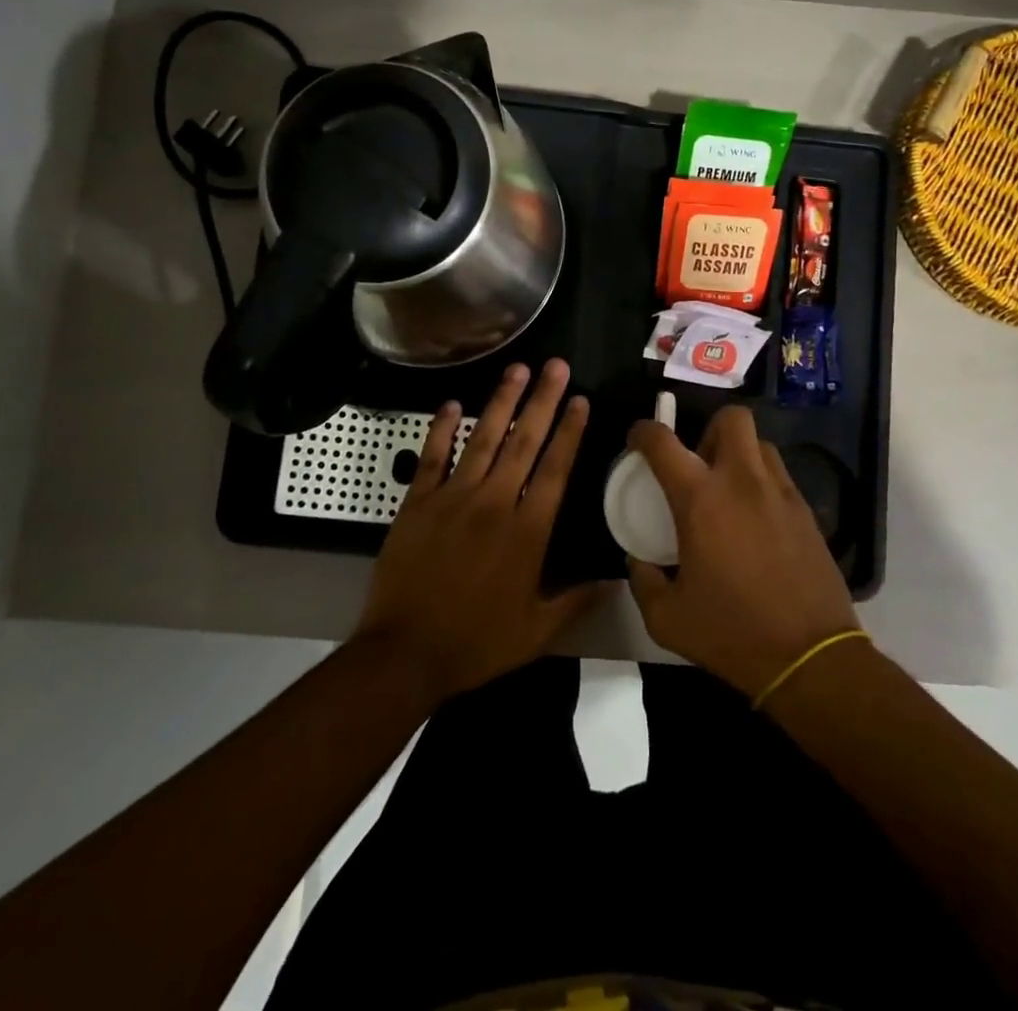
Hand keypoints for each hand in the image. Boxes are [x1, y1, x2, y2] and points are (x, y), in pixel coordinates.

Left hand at [354, 359, 604, 701]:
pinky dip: (441, 429)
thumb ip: (575, 601)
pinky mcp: (418, 502)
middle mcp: (494, 503)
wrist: (405, 652)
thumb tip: (612, 581)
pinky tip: (450, 403)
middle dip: (543, 400)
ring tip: (517, 369)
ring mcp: (453, 497)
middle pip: (524, 442)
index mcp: (527, 531)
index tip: (580, 400)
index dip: (569, 432)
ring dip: (501, 401)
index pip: (555, 469)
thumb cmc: (475, 643)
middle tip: (556, 366)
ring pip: (483, 439)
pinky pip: (433, 457)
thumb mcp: (535, 633)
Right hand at [626, 406, 859, 698]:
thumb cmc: (732, 633)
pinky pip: (779, 475)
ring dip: (738, 453)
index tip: (637, 441)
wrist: (810, 658)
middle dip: (708, 428)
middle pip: (731, 418)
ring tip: (728, 489)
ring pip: (760, 443)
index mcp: (700, 499)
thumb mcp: (667, 618)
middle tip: (697, 464)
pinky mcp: (806, 512)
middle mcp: (742, 482)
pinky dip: (761, 482)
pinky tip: (755, 519)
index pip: (662, 442)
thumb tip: (638, 561)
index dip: (643, 432)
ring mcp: (780, 493)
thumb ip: (643, 581)